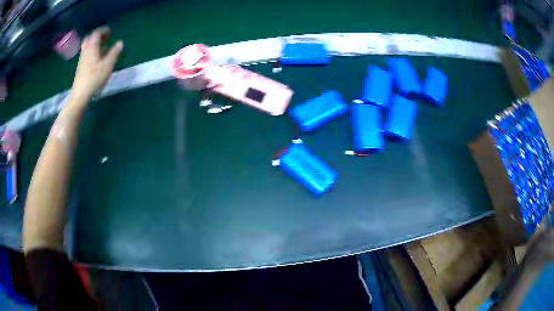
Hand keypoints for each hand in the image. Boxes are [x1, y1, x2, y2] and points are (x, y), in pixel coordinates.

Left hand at [71, 26, 122, 102]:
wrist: (80, 95)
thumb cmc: (94, 78)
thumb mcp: (108, 65)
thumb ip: (114, 53)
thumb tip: (120, 43)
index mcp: (92, 47)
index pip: (97, 33)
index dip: (104, 30)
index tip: (110, 31)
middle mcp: (85, 50)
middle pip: (90, 38)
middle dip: (97, 36)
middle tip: (105, 37)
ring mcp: (81, 59)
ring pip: (87, 46)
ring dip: (94, 43)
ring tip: (102, 47)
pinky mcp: (80, 67)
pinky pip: (86, 53)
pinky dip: (92, 51)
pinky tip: (96, 57)